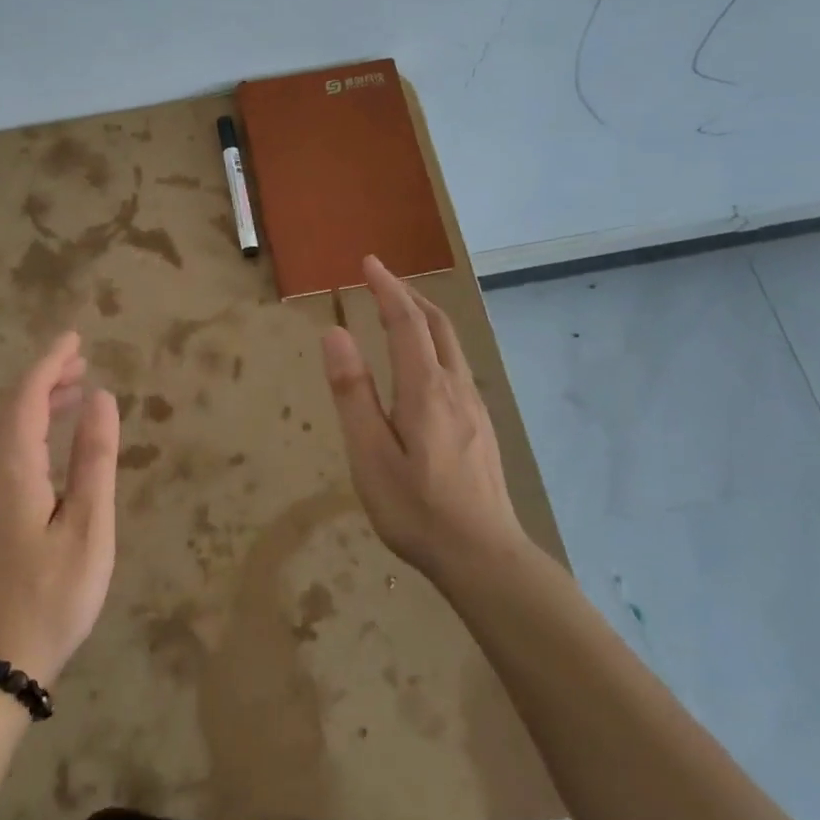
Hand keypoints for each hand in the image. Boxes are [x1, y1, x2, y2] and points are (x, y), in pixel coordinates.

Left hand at [0, 332, 118, 686]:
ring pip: (1, 424)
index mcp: (12, 467)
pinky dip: (26, 424)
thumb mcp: (88, 526)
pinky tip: (50, 436)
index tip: (75, 337)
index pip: (27, 395)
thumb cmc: (53, 594)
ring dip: (34, 398)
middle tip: (81, 359)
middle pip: (9, 404)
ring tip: (74, 388)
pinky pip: (0, 445)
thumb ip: (94, 458)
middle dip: (42, 375)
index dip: (50, 361)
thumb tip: (102, 397)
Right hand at [321, 256, 531, 579]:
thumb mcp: (370, 454)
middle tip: (382, 278)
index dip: (387, 287)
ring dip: (425, 317)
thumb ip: (353, 392)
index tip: (369, 262)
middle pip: (437, 324)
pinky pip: (457, 365)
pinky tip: (424, 363)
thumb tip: (335, 333)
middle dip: (409, 294)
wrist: (484, 556)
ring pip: (451, 344)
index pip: (406, 321)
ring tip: (400, 310)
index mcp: (425, 388)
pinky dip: (436, 342)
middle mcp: (455, 386)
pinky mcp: (481, 426)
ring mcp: (474, 406)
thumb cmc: (416, 509)